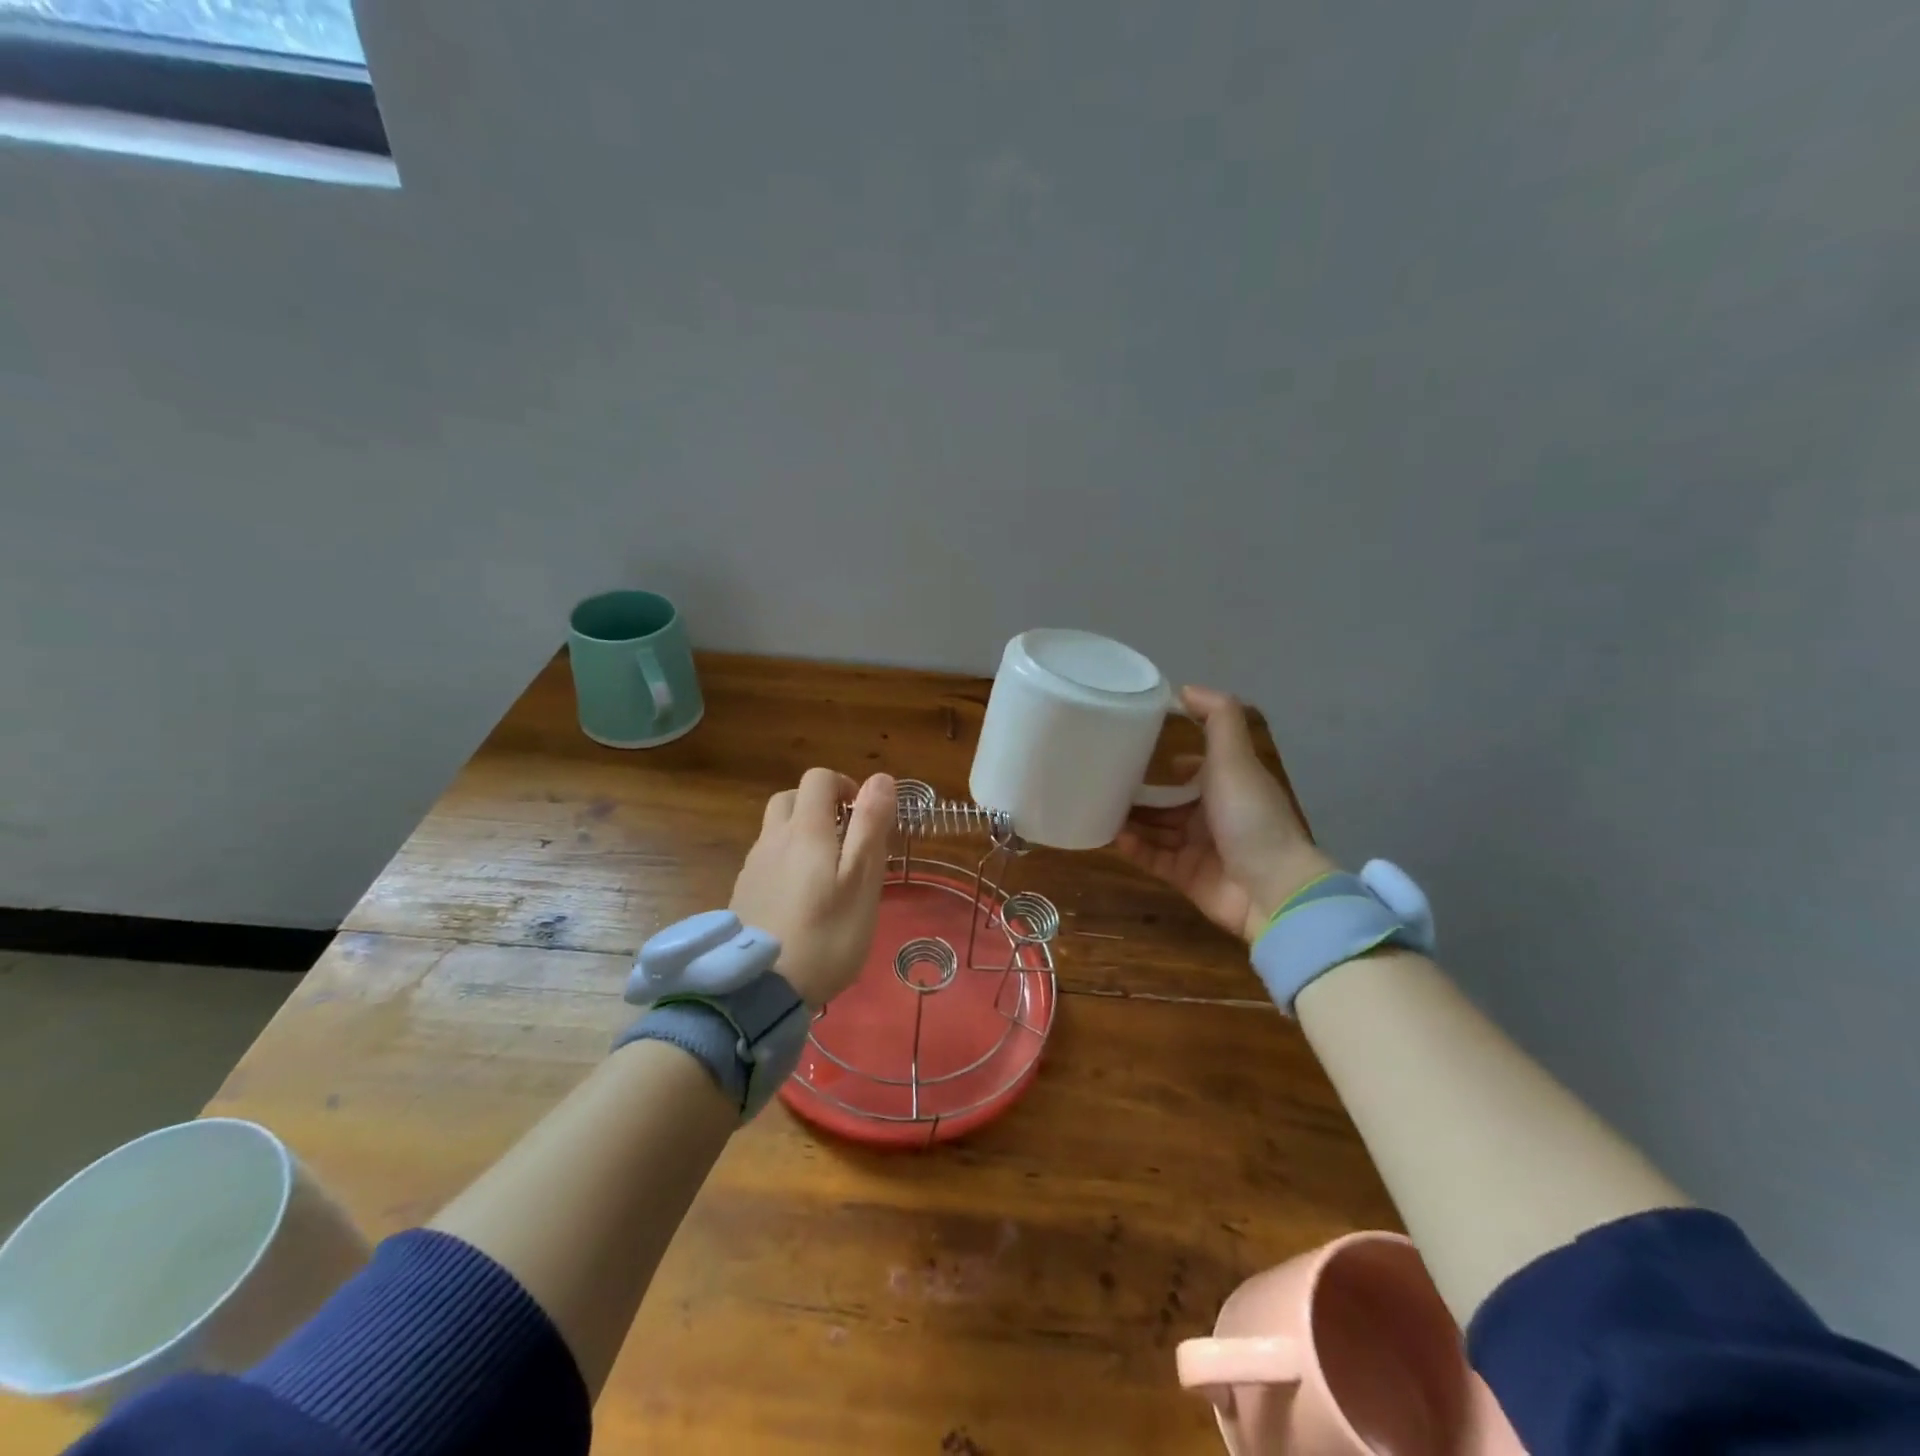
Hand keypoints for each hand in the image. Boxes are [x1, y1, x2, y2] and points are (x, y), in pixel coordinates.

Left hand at [731, 768, 894, 1005]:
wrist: (759, 991)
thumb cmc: (826, 935)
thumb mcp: (862, 881)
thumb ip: (870, 826)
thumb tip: (880, 778)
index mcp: (805, 830)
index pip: (819, 778)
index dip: (844, 785)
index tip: (863, 816)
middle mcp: (772, 838)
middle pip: (791, 799)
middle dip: (820, 806)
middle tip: (846, 840)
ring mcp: (752, 866)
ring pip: (776, 830)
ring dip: (802, 833)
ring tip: (826, 873)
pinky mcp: (742, 893)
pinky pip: (766, 859)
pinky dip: (786, 861)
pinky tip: (800, 899)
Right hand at [1113, 686, 1336, 942]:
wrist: (1271, 887)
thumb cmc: (1250, 816)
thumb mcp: (1235, 757)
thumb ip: (1217, 718)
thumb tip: (1186, 688)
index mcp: (1226, 785)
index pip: (1192, 768)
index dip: (1167, 758)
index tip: (1131, 748)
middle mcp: (1211, 814)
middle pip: (1167, 800)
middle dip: (1138, 792)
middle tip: (1102, 781)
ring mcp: (1197, 848)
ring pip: (1155, 828)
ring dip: (1129, 819)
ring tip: (1097, 806)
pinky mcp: (1185, 876)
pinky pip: (1152, 858)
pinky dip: (1133, 847)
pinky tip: (1112, 836)